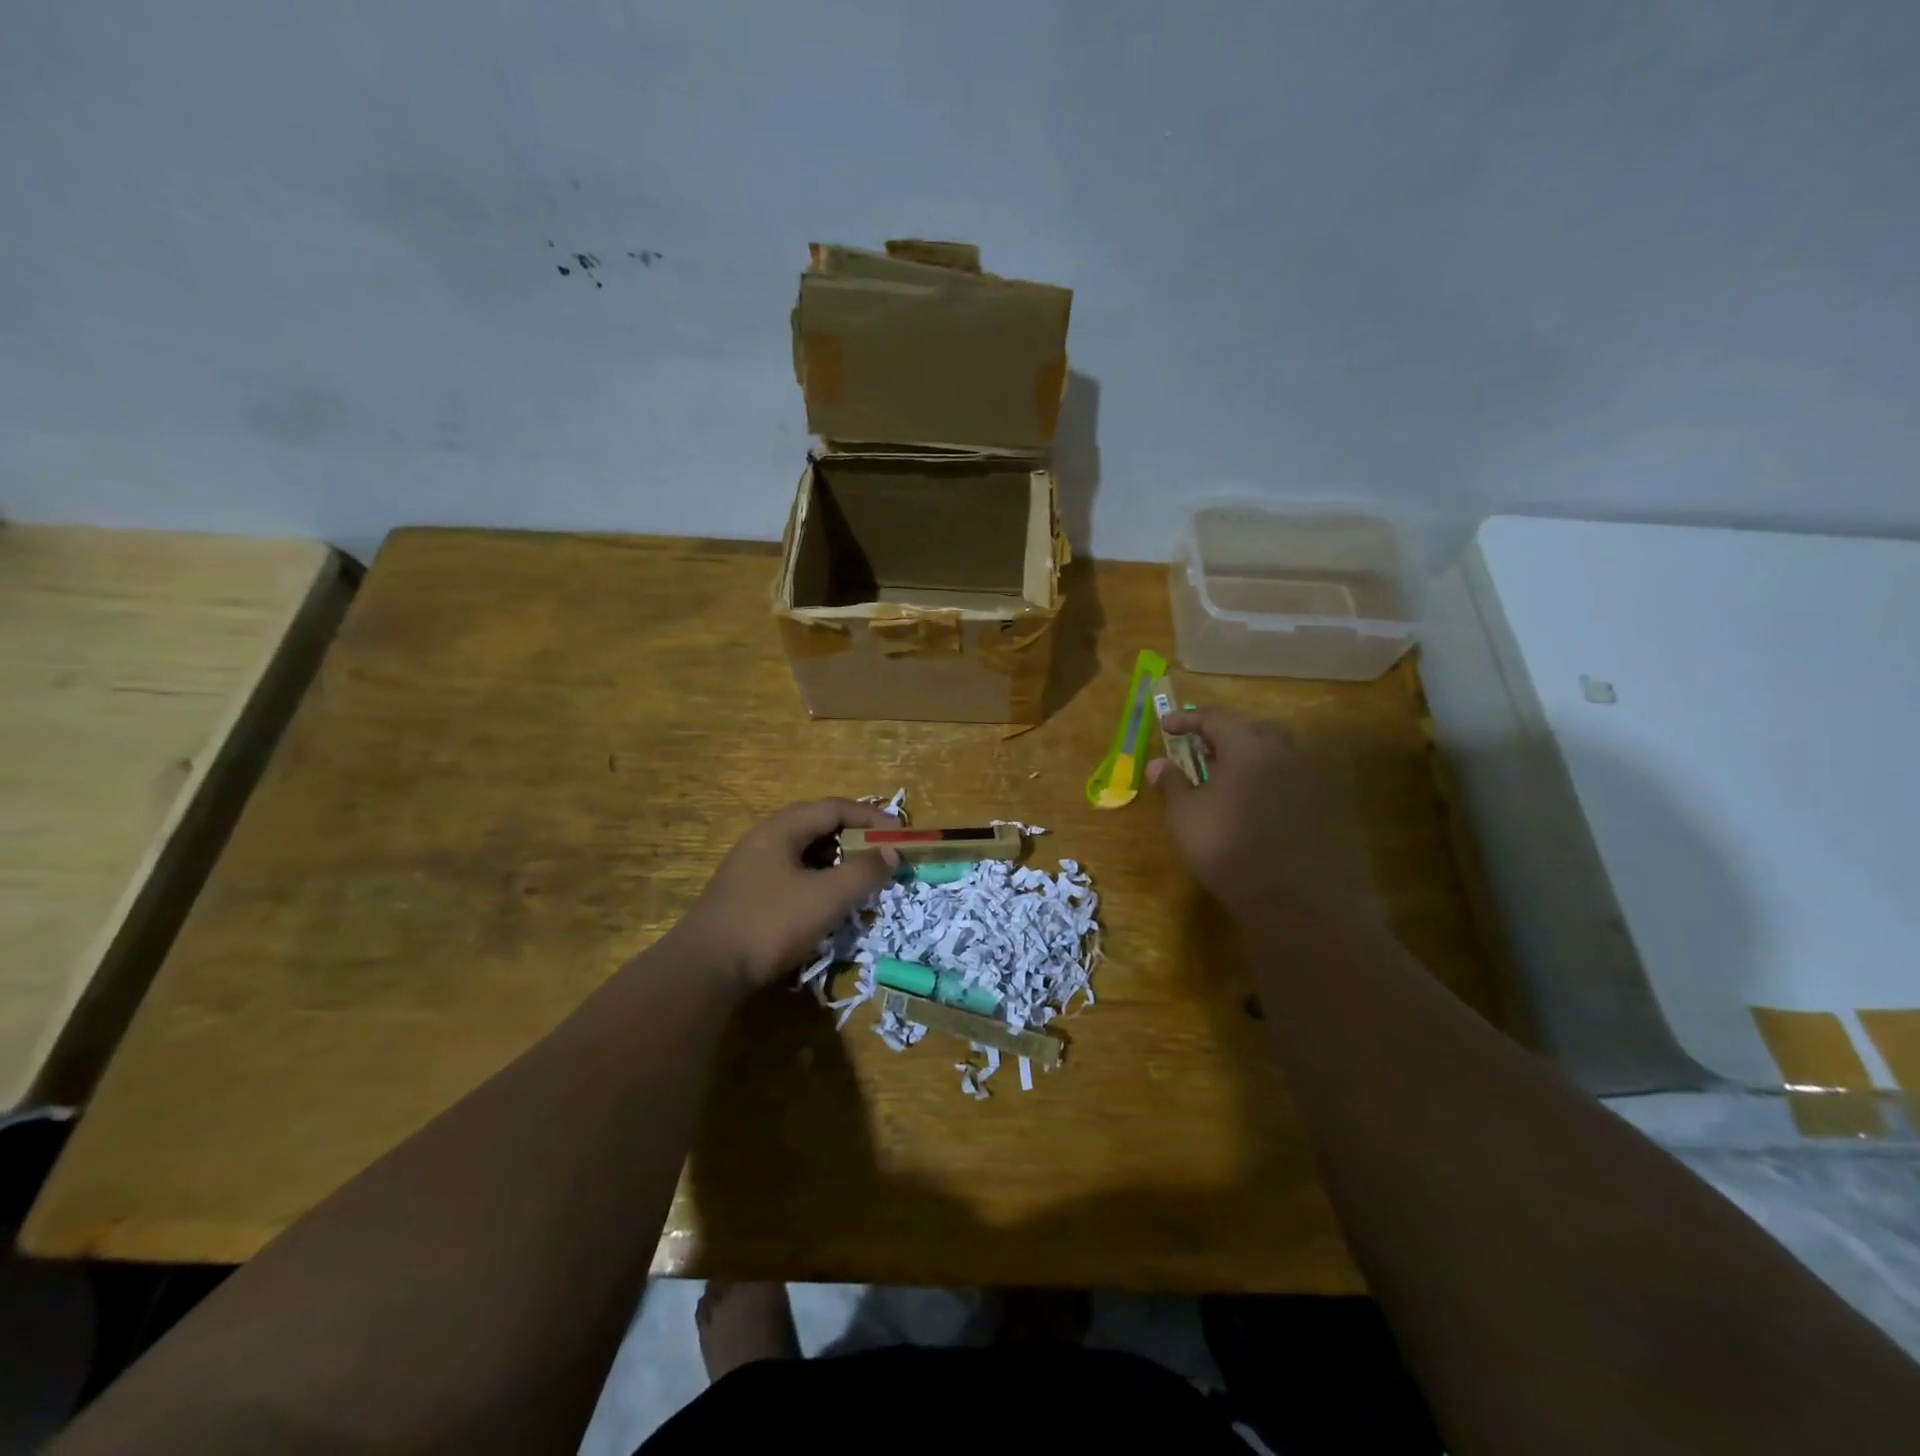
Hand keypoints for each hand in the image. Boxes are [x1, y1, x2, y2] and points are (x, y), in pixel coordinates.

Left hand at [680, 799, 899, 992]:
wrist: (704, 969)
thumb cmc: (770, 923)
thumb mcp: (826, 897)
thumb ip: (864, 871)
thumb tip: (891, 852)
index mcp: (782, 828)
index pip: (835, 808)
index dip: (872, 818)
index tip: (900, 835)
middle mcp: (765, 839)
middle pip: (819, 827)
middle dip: (855, 840)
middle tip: (883, 858)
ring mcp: (752, 867)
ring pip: (805, 853)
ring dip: (837, 863)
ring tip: (860, 883)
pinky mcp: (747, 894)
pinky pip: (792, 875)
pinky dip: (818, 882)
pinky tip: (826, 905)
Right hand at [1149, 708, 1376, 927]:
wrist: (1296, 899)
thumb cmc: (1228, 847)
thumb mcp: (1187, 815)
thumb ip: (1173, 784)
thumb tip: (1157, 764)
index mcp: (1248, 744)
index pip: (1214, 717)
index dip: (1187, 720)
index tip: (1166, 725)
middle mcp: (1285, 751)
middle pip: (1251, 729)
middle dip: (1223, 734)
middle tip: (1199, 750)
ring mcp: (1311, 777)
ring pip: (1275, 754)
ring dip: (1248, 758)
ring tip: (1224, 778)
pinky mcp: (1327, 805)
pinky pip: (1291, 779)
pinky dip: (1268, 781)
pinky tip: (1254, 805)